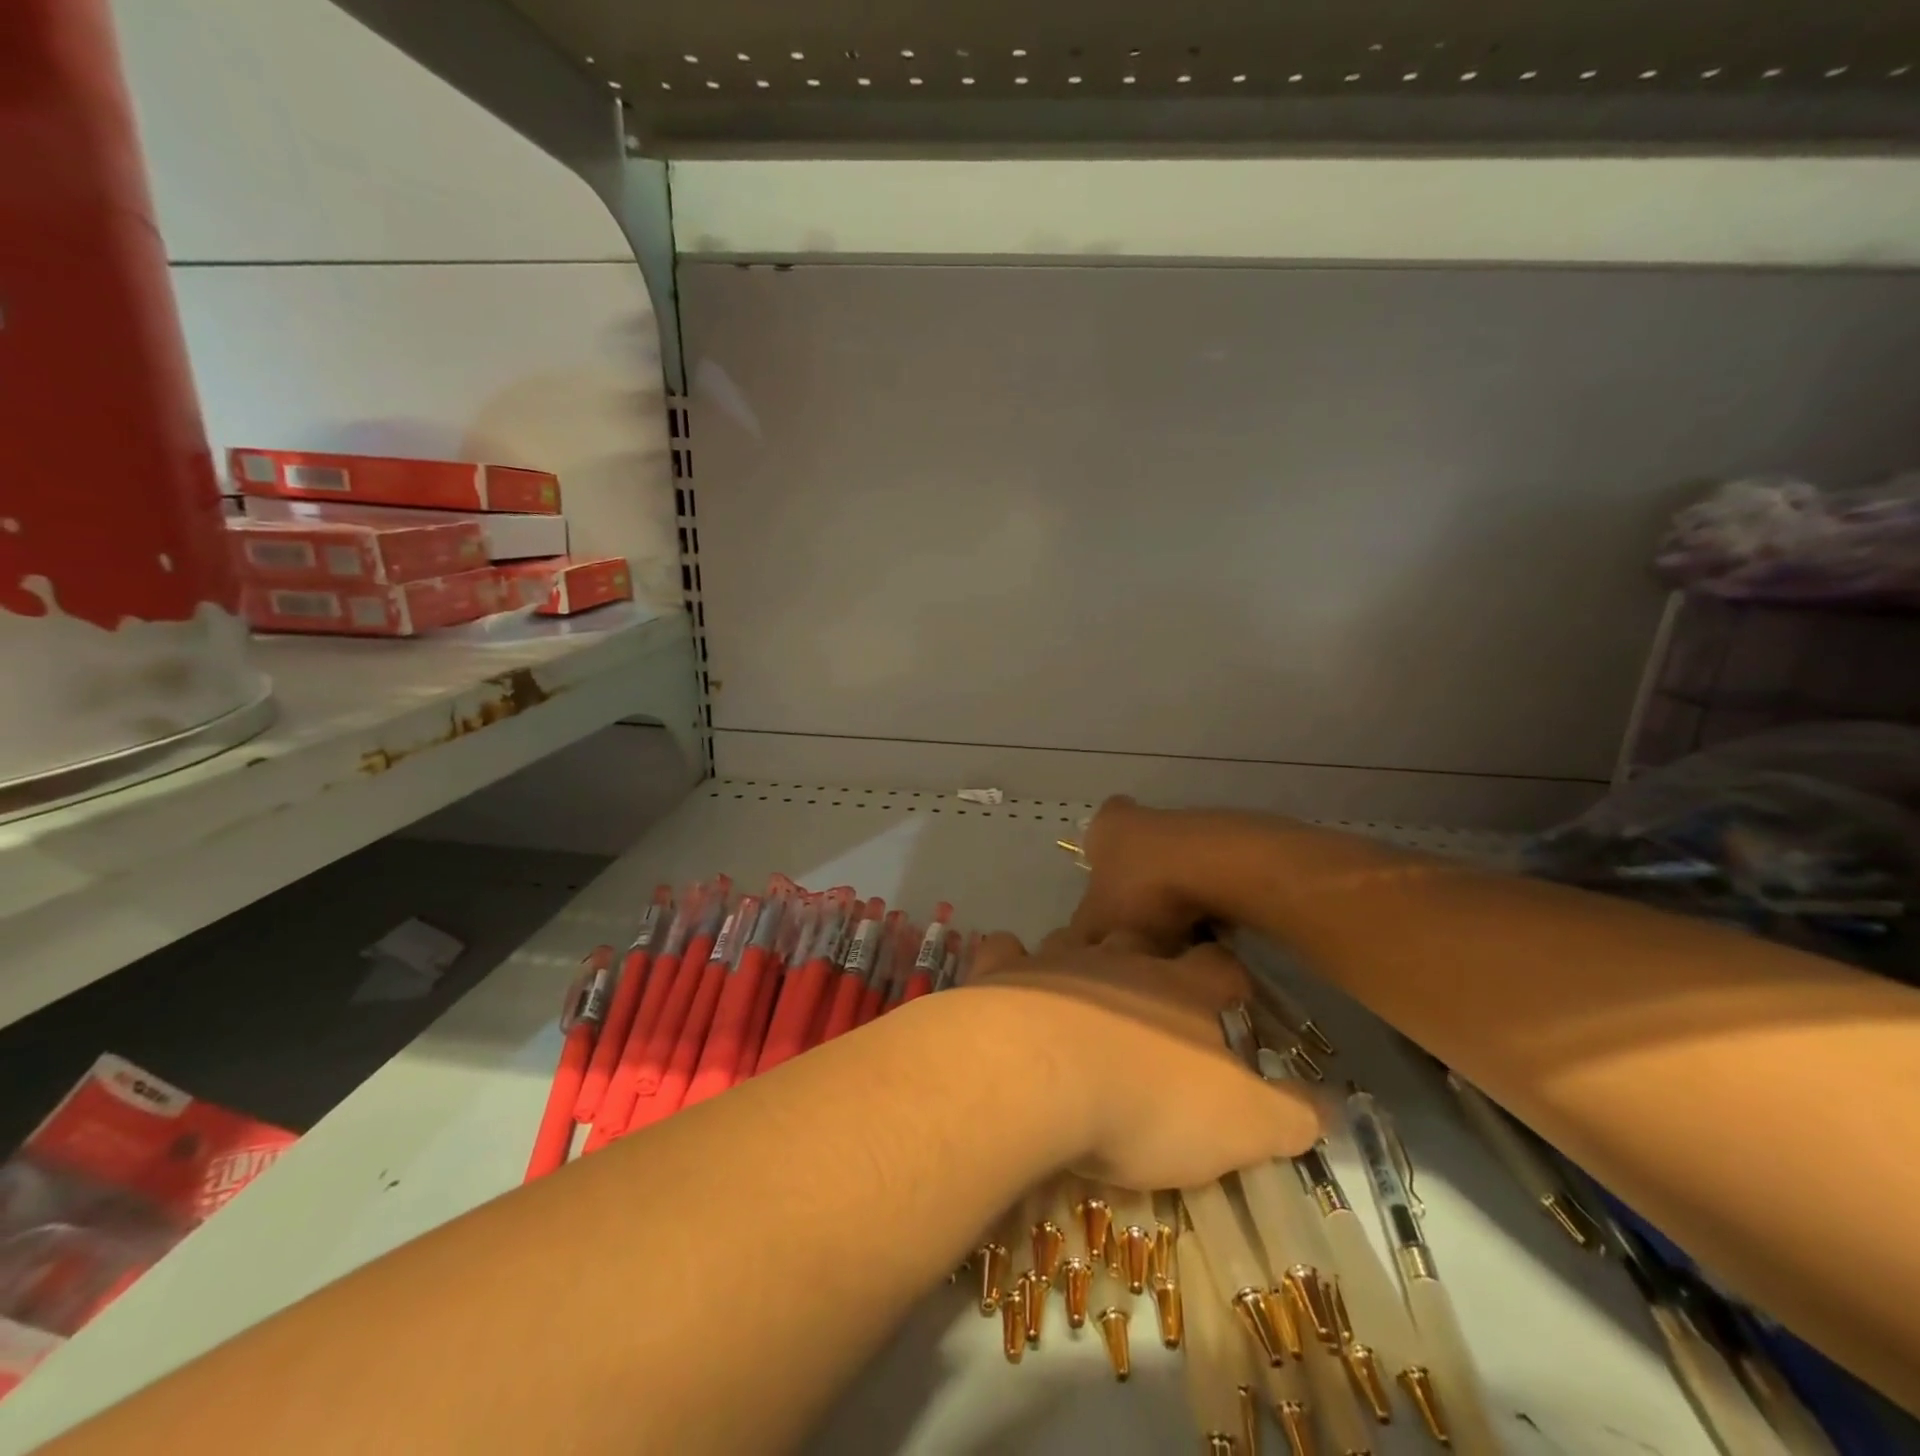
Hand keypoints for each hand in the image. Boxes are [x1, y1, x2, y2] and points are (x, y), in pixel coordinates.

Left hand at [963, 930, 1319, 1190]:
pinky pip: (1004, 951)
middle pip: (1142, 943)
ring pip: (1074, 940)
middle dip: (1149, 959)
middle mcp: (1118, 960)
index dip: (1230, 980)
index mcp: (1180, 989)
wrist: (1037, 1075)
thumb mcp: (1240, 1124)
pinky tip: (1009, 979)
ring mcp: (1054, 960)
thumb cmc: (1146, 1100)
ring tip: (1080, 987)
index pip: (1219, 968)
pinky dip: (1009, 960)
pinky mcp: (1000, 974)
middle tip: (1150, 990)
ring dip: (1080, 958)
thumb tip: (1332, 1104)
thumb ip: (1290, 1113)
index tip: (1232, 995)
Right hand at [1067, 796, 1214, 951]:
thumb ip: (1082, 937)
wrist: (1219, 870)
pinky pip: (1206, 879)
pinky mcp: (1225, 844)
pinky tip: (1208, 932)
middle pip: (1134, 856)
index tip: (1105, 903)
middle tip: (1137, 929)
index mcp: (1104, 827)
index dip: (1096, 871)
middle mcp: (1143, 816)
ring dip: (1173, 900)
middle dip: (1136, 891)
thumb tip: (1078, 950)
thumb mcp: (1097, 924)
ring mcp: (1188, 827)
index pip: (1092, 840)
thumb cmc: (1142, 890)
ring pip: (1171, 869)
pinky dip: (1204, 903)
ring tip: (1176, 940)